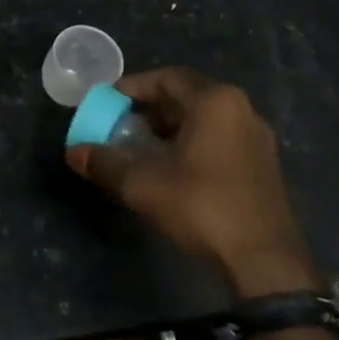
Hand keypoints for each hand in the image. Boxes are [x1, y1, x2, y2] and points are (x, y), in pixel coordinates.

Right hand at [66, 67, 314, 296]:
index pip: (166, 78)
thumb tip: (74, 153)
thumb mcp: (142, 183)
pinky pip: (218, 139)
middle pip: (185, 97)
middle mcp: (241, 111)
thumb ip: (104, 162)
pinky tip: (169, 169)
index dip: (132, 86)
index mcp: (215, 102)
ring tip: (139, 148)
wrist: (264, 261)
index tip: (107, 102)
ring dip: (168, 129)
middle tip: (119, 125)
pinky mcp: (263, 166)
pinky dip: (189, 144)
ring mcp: (257, 139)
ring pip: (202, 120)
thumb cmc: (201, 206)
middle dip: (148, 109)